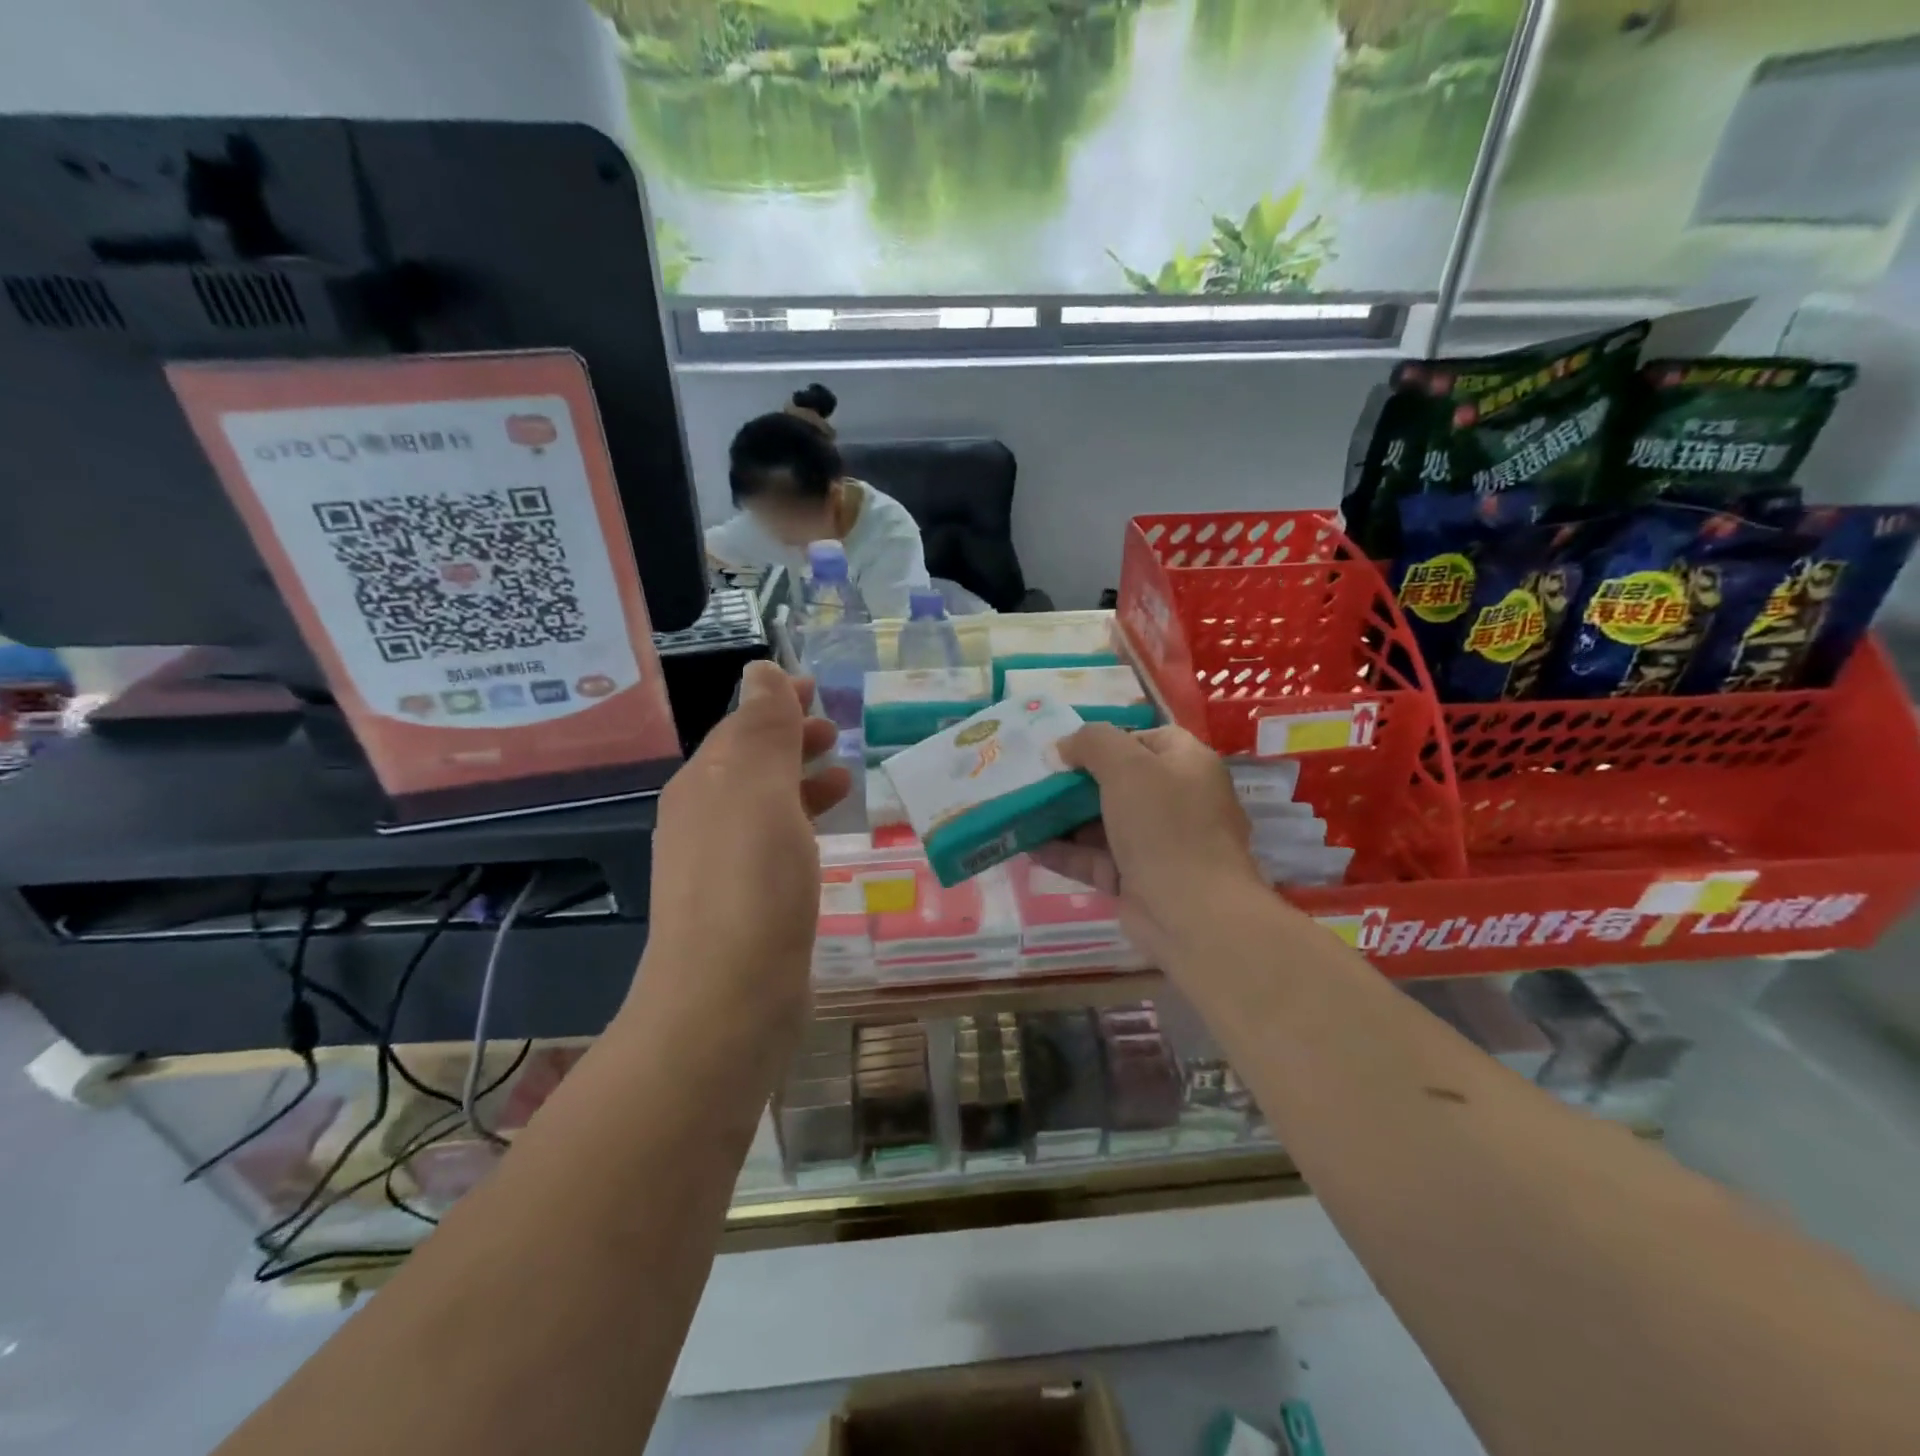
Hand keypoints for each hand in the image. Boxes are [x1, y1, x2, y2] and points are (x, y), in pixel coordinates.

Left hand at [640, 662, 850, 1013]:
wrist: (727, 1001)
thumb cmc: (751, 884)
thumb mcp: (760, 791)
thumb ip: (764, 729)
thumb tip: (760, 671)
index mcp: (703, 785)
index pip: (741, 727)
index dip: (778, 703)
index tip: (817, 689)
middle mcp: (703, 821)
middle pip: (750, 764)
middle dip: (791, 741)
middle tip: (835, 732)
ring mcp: (719, 868)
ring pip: (763, 807)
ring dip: (800, 783)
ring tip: (845, 779)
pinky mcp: (743, 907)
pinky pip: (774, 846)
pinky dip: (801, 827)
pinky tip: (825, 840)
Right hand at [1032, 724, 1269, 966]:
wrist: (1192, 914)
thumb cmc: (1164, 825)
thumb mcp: (1127, 766)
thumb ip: (1093, 743)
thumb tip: (1063, 746)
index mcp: (1188, 765)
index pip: (1147, 739)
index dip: (1109, 738)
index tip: (1069, 747)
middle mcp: (1176, 800)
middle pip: (1120, 781)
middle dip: (1076, 779)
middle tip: (1035, 776)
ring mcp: (1156, 843)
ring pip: (1102, 821)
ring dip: (1063, 816)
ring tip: (1021, 807)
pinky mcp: (1135, 879)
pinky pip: (1094, 858)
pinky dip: (1064, 851)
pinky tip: (1027, 845)